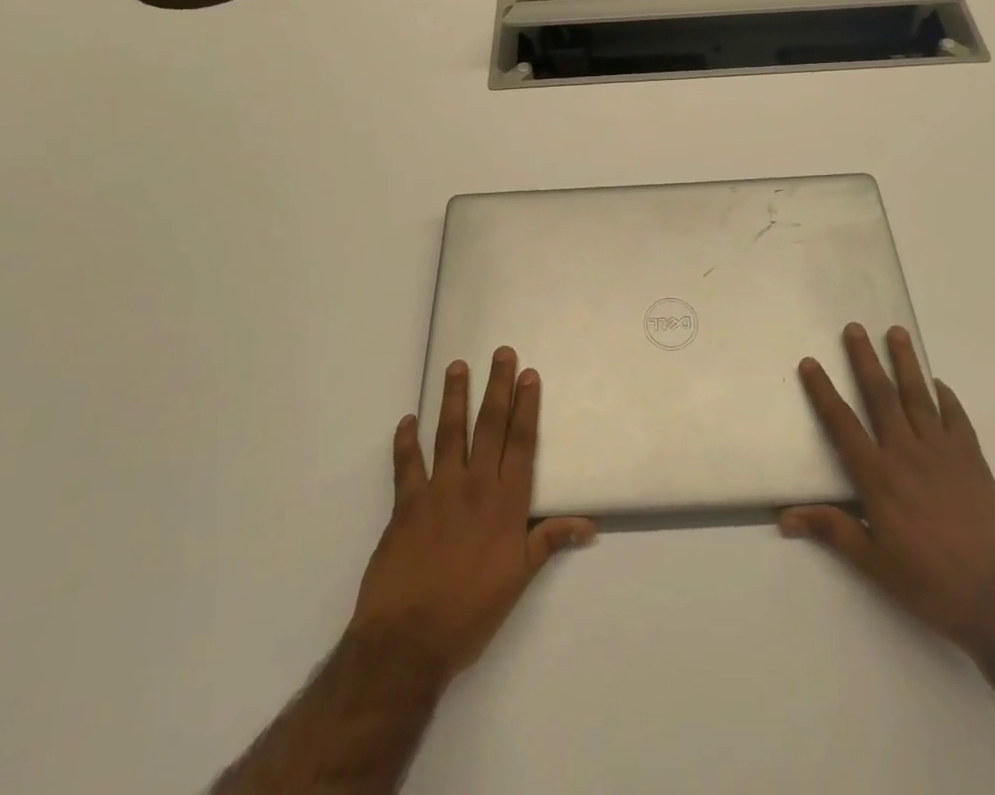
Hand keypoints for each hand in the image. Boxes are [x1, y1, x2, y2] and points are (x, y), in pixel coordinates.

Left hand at [346, 347, 595, 686]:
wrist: (407, 641)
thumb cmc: (470, 612)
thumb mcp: (518, 580)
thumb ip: (549, 541)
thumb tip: (590, 524)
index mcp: (505, 503)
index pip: (521, 442)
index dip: (526, 406)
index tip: (529, 374)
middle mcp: (475, 486)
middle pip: (489, 426)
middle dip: (497, 386)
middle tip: (501, 352)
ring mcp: (437, 491)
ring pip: (449, 432)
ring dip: (454, 397)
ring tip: (457, 367)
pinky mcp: (405, 504)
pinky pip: (406, 463)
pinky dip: (405, 440)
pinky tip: (407, 420)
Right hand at [781, 323, 994, 653]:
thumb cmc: (931, 585)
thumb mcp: (875, 564)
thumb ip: (832, 531)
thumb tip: (785, 517)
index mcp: (879, 477)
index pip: (842, 424)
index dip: (823, 392)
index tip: (810, 363)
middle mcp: (908, 454)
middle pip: (881, 396)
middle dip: (865, 360)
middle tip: (855, 328)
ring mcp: (944, 454)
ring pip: (919, 397)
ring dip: (905, 363)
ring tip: (896, 333)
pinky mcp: (974, 462)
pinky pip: (957, 419)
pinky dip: (946, 398)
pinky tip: (939, 384)